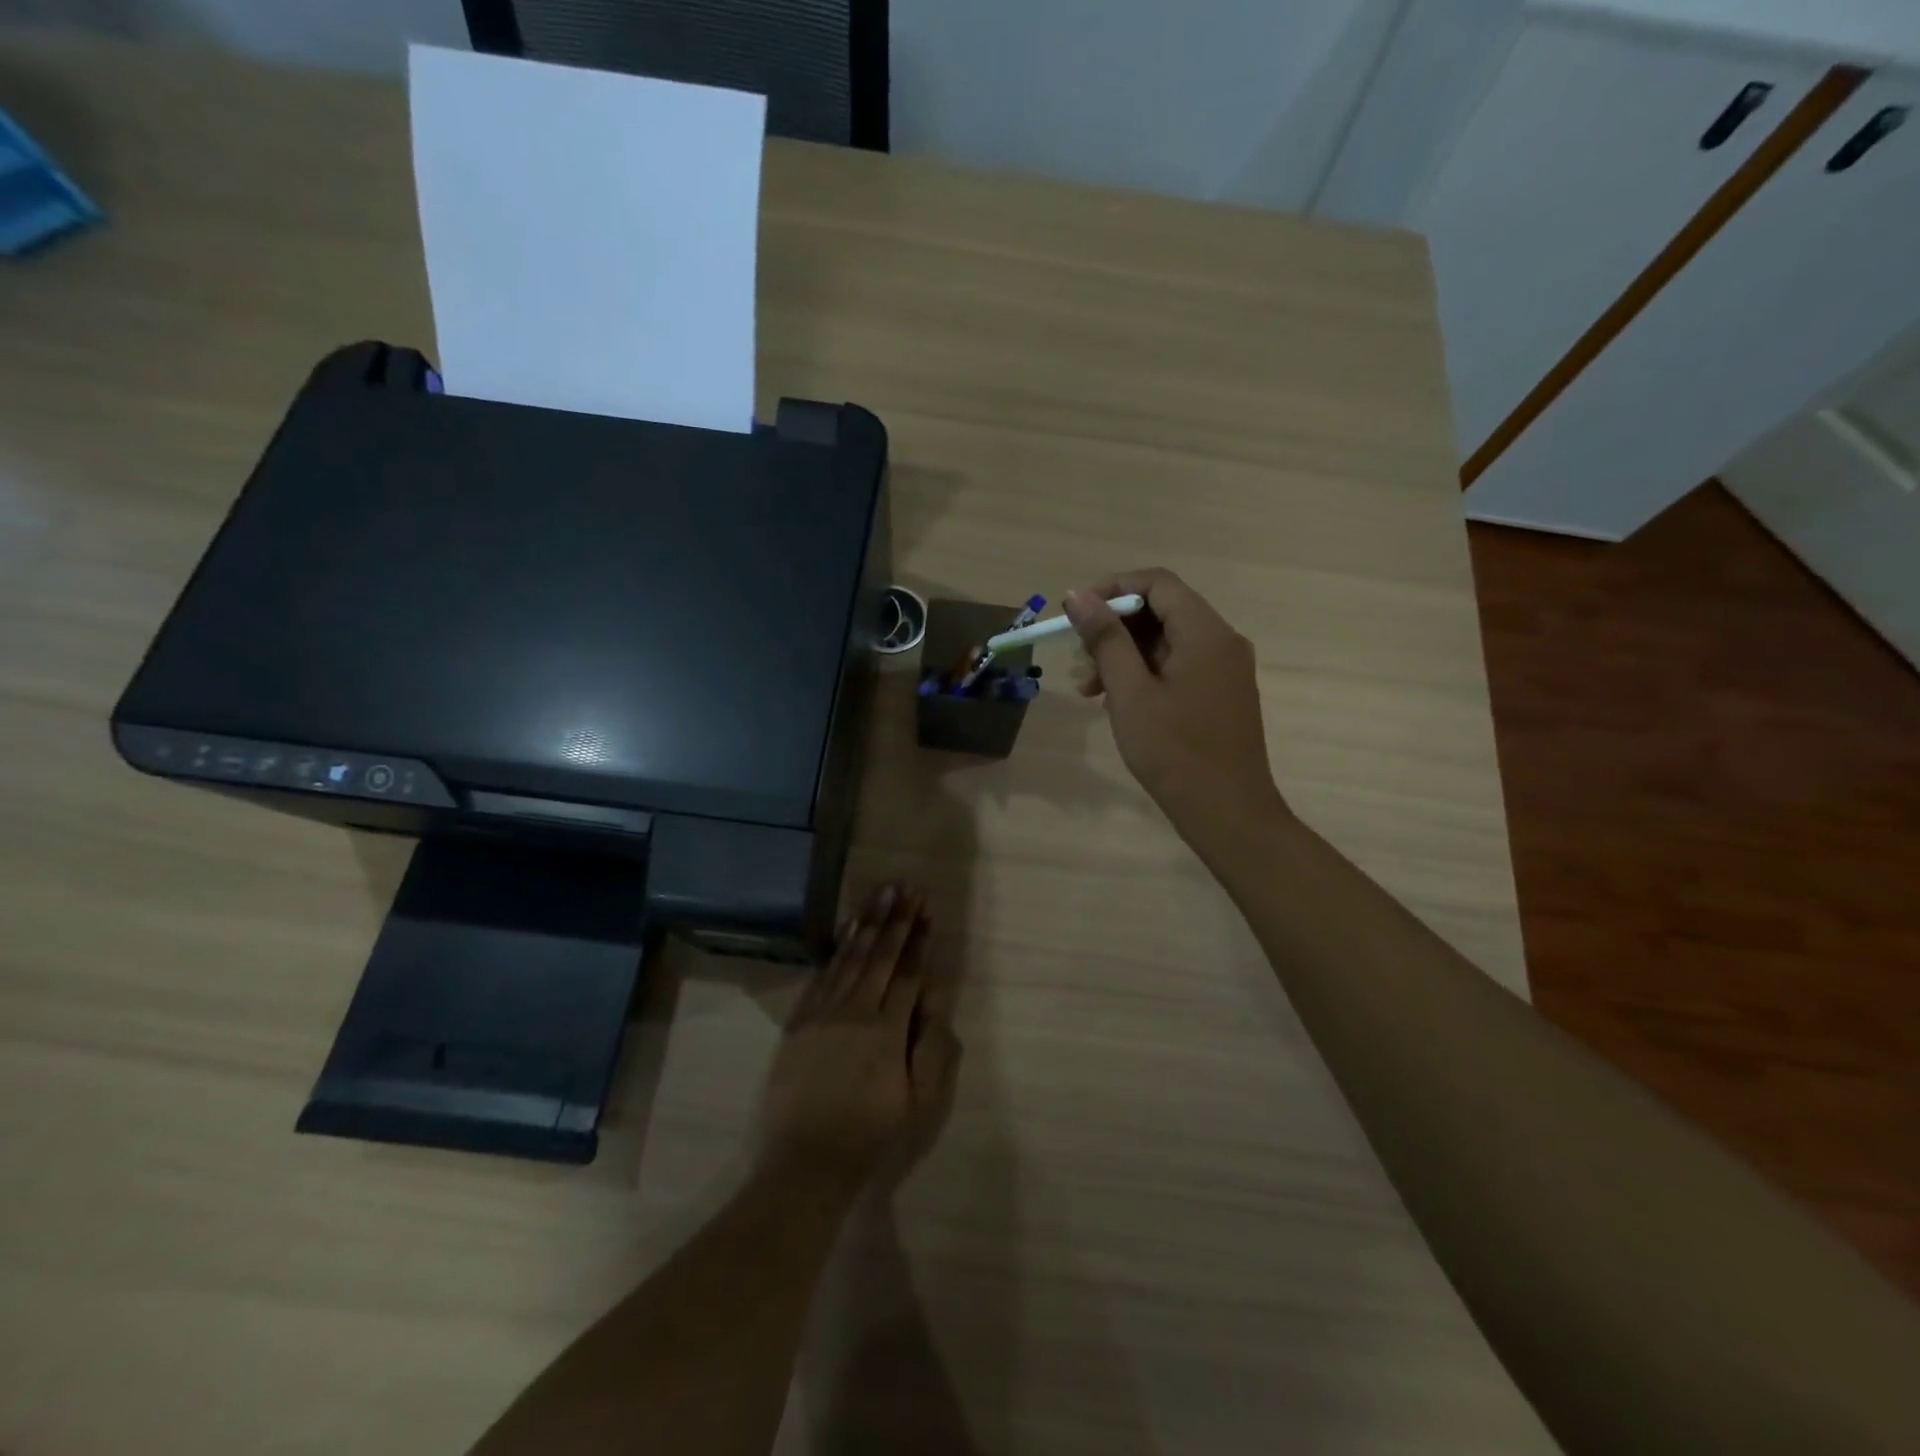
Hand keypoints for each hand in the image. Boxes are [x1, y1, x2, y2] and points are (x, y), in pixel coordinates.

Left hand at [760, 885, 962, 1189]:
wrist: (803, 1164)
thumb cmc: (869, 1137)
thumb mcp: (918, 1104)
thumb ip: (932, 1049)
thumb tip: (935, 1002)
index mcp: (887, 1031)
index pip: (908, 974)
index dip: (919, 940)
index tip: (927, 910)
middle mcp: (856, 1011)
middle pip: (881, 956)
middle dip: (897, 919)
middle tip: (908, 887)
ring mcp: (823, 1013)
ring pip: (851, 957)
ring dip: (869, 923)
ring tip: (882, 893)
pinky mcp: (800, 1021)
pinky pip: (823, 974)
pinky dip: (838, 948)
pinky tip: (848, 929)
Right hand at [1066, 569, 1286, 842]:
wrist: (1227, 813)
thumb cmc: (1174, 752)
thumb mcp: (1130, 693)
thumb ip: (1105, 639)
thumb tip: (1077, 595)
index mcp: (1205, 632)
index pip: (1157, 583)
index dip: (1113, 589)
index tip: (1076, 614)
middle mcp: (1222, 641)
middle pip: (1162, 610)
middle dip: (1115, 628)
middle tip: (1081, 661)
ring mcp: (1225, 669)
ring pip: (1167, 641)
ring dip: (1125, 655)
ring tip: (1091, 691)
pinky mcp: (1221, 693)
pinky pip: (1179, 666)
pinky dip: (1145, 674)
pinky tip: (1119, 704)